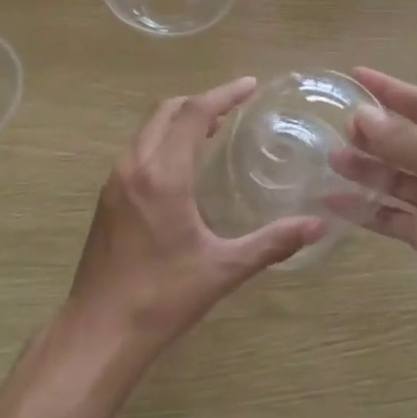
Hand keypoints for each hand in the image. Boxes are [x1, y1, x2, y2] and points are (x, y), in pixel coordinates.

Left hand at [67, 78, 328, 358]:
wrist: (98, 332)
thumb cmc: (162, 298)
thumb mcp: (223, 269)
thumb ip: (273, 243)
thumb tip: (318, 226)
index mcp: (162, 175)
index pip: (194, 114)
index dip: (224, 94)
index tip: (250, 85)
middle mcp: (134, 166)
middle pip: (166, 112)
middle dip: (201, 102)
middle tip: (235, 107)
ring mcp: (114, 181)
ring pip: (147, 129)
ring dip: (179, 120)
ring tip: (213, 130)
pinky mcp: (106, 198)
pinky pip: (137, 150)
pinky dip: (162, 140)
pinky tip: (181, 166)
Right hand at [329, 68, 416, 335]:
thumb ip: (405, 140)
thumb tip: (361, 115)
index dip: (389, 89)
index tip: (355, 75)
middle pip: (402, 140)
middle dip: (372, 132)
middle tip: (339, 128)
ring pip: (391, 177)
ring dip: (363, 168)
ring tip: (333, 160)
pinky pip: (386, 215)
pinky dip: (361, 209)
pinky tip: (333, 202)